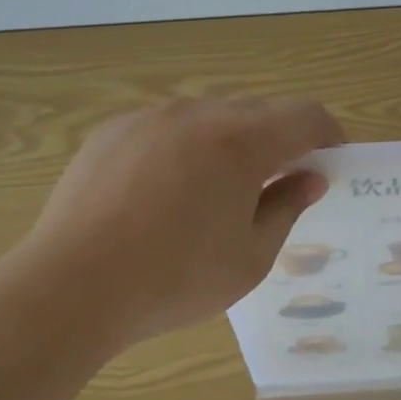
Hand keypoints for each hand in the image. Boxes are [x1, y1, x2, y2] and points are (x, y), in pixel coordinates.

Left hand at [4, 97, 343, 348]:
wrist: (70, 287)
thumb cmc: (173, 280)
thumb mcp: (250, 257)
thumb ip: (287, 208)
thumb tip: (309, 178)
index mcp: (240, 142)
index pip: (305, 115)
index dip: (328, 135)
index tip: (330, 161)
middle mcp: (197, 114)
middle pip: (258, 112)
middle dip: (278, 142)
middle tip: (276, 186)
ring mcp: (149, 118)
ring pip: (210, 117)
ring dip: (229, 143)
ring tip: (213, 194)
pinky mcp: (112, 130)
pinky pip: (166, 127)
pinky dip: (183, 147)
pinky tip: (162, 194)